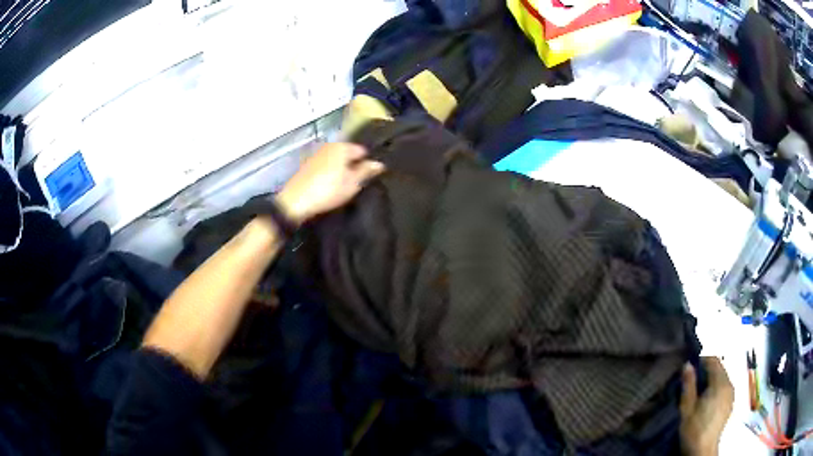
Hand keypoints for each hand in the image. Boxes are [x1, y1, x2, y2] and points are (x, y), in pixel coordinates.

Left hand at [275, 143, 384, 223]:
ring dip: (340, 170)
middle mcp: (328, 146)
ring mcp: (316, 155)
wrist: (296, 202)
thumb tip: (379, 164)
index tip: (370, 177)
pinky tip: (329, 187)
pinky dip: (329, 174)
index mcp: (342, 147)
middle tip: (358, 183)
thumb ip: (366, 171)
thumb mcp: (352, 183)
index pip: (361, 150)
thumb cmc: (328, 191)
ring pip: (335, 160)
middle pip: (347, 154)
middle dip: (353, 165)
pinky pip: (324, 167)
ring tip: (344, 186)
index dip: (367, 163)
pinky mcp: (306, 166)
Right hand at [680, 357, 733, 455]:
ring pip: (723, 377)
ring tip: (700, 389)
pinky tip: (708, 398)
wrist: (702, 450)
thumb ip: (689, 385)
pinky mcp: (731, 402)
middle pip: (720, 368)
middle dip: (708, 369)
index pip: (714, 361)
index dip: (703, 359)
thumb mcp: (687, 408)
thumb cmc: (693, 429)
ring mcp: (732, 394)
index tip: (691, 365)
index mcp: (720, 383)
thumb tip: (687, 364)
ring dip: (713, 378)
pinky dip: (717, 387)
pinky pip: (725, 387)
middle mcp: (729, 384)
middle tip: (693, 378)